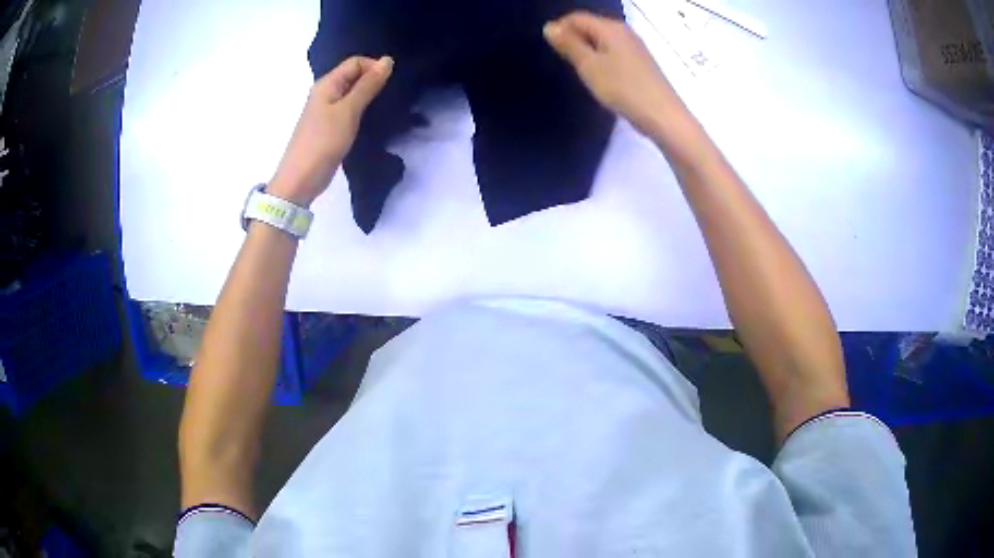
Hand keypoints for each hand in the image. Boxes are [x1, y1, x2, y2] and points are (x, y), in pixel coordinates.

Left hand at [269, 56, 393, 206]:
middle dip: (373, 80)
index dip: (375, 67)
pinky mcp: (329, 127)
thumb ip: (368, 85)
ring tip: (384, 106)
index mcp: (327, 84)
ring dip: (368, 96)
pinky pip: (348, 109)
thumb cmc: (323, 142)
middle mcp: (325, 93)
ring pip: (352, 93)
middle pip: (353, 76)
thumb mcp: (348, 111)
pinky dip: (361, 110)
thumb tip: (387, 61)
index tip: (392, 83)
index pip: (355, 62)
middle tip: (391, 96)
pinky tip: (372, 119)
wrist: (301, 179)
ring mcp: (326, 110)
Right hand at [544, 12, 682, 135]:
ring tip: (579, 69)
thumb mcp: (589, 66)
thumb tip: (549, 27)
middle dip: (573, 38)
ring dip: (587, 49)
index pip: (576, 17)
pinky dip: (601, 58)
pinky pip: (613, 51)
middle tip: (563, 60)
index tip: (551, 49)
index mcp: (610, 27)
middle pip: (590, 26)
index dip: (559, 28)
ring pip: (602, 39)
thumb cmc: (622, 88)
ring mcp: (635, 46)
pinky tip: (599, 75)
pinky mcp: (641, 61)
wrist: (662, 115)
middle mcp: (624, 31)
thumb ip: (569, 44)